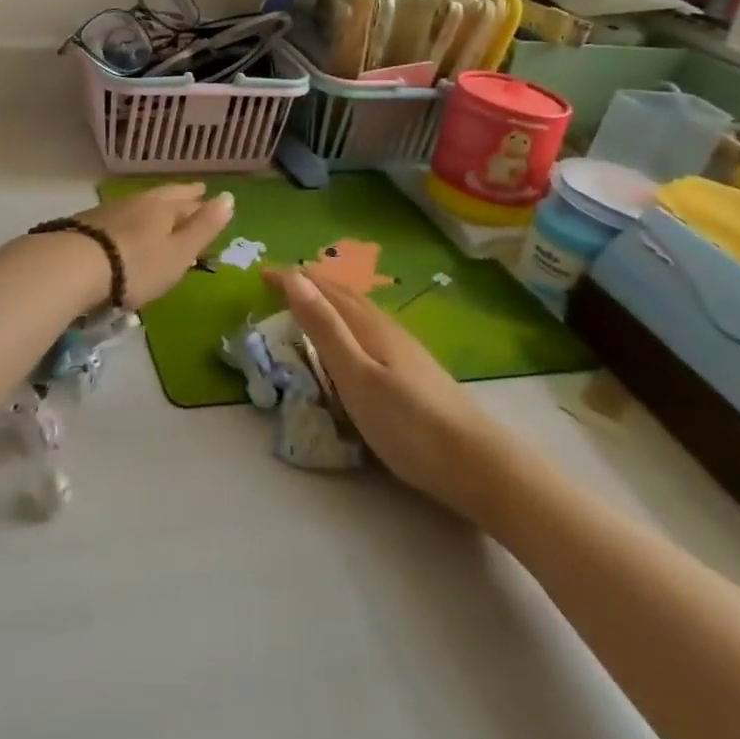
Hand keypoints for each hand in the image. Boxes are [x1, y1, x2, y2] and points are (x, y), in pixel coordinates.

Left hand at [72, 183, 234, 310]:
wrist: (74, 266)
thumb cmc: (136, 265)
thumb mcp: (178, 253)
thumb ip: (203, 227)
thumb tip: (229, 196)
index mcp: (163, 208)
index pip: (188, 201)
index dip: (200, 201)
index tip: (208, 195)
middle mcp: (138, 202)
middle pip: (163, 197)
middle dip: (180, 197)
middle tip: (193, 193)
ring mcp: (109, 211)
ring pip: (140, 204)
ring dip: (154, 206)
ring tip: (161, 210)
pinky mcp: (87, 224)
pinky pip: (119, 216)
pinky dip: (131, 218)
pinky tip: (126, 226)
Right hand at [270, 268, 495, 517]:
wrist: (477, 463)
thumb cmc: (408, 424)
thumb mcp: (356, 376)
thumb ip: (325, 328)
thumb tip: (295, 278)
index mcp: (368, 325)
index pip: (323, 290)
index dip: (292, 280)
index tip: (262, 274)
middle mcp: (385, 327)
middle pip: (343, 294)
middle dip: (310, 283)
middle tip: (279, 283)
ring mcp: (403, 348)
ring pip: (358, 309)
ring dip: (329, 298)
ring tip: (309, 302)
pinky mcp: (412, 368)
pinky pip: (368, 326)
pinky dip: (347, 318)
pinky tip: (352, 338)